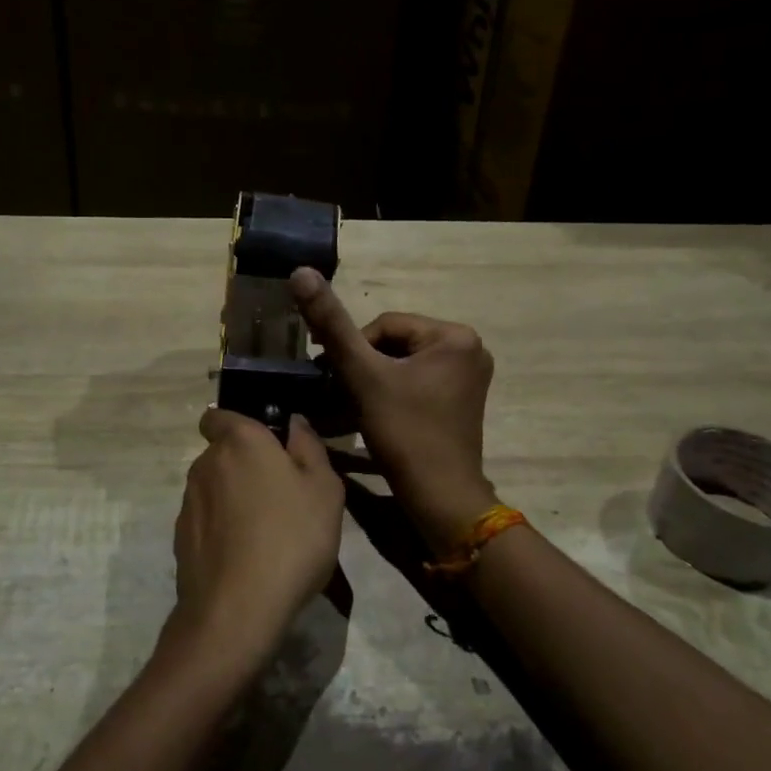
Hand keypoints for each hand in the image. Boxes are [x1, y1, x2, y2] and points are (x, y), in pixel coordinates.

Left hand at [165, 408, 344, 673]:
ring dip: (234, 499)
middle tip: (282, 494)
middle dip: (245, 465)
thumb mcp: (324, 489)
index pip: (219, 415)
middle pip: (222, 453)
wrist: (238, 610)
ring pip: (214, 488)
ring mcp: (188, 502)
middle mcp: (206, 464)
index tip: (267, 445)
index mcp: (240, 441)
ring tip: (267, 531)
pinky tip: (247, 556)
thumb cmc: (291, 538)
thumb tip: (294, 422)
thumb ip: (309, 446)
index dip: (239, 424)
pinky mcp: (180, 538)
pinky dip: (222, 529)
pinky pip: (206, 520)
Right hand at [290, 268, 497, 551]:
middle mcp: (469, 349)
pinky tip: (373, 415)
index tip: (332, 377)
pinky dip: (392, 394)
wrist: (440, 498)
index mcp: (454, 336)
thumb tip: (301, 272)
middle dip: (364, 367)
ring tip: (351, 406)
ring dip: (373, 382)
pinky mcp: (461, 401)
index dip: (353, 350)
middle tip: (338, 393)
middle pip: (395, 344)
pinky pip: (418, 384)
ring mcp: (468, 377)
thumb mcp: (363, 376)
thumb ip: (332, 325)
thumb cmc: (405, 433)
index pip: (385, 325)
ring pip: (403, 365)